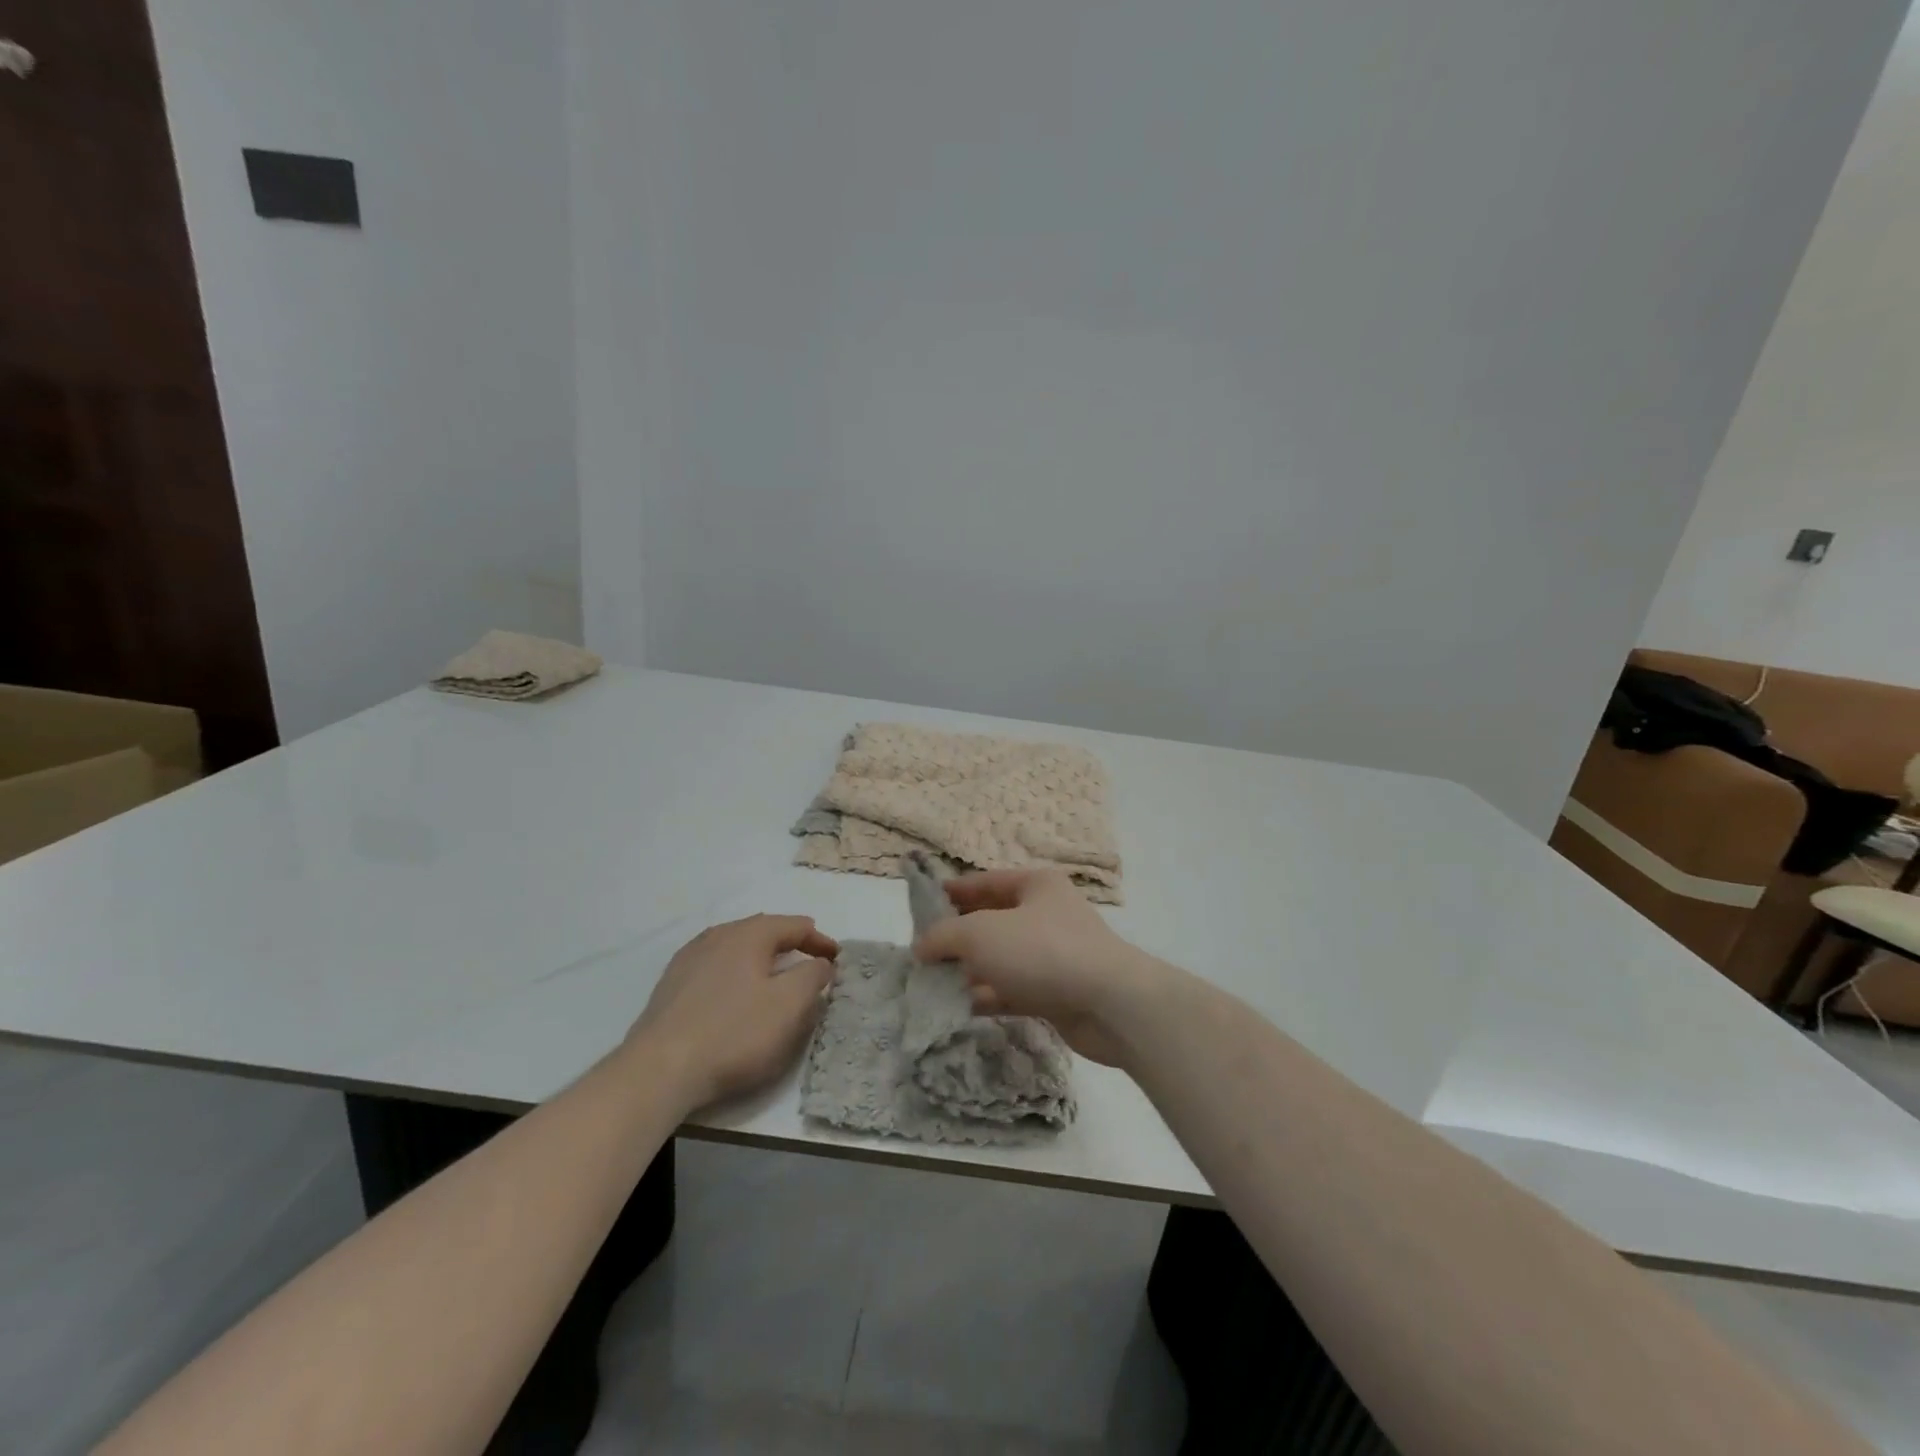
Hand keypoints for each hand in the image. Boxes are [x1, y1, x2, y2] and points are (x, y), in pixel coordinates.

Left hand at [627, 914, 838, 1111]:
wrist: (658, 1071)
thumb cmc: (733, 1034)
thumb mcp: (789, 1006)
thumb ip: (812, 976)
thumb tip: (820, 962)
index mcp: (749, 934)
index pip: (795, 926)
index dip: (821, 941)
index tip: (837, 961)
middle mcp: (717, 936)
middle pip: (764, 931)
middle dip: (791, 944)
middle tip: (810, 963)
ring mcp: (689, 958)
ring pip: (736, 947)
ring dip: (761, 958)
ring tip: (775, 977)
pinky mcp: (671, 985)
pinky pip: (715, 967)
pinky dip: (736, 973)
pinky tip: (735, 994)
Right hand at [912, 869, 1163, 1065]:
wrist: (1111, 1004)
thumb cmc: (1042, 951)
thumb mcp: (981, 933)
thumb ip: (944, 936)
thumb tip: (920, 947)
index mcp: (1034, 885)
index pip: (983, 882)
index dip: (949, 893)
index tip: (918, 909)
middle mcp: (1044, 915)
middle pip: (990, 921)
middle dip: (955, 938)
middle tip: (919, 954)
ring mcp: (1051, 955)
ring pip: (999, 959)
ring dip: (967, 971)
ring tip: (929, 984)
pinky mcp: (1055, 992)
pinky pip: (1011, 990)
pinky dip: (986, 996)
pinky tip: (956, 1008)